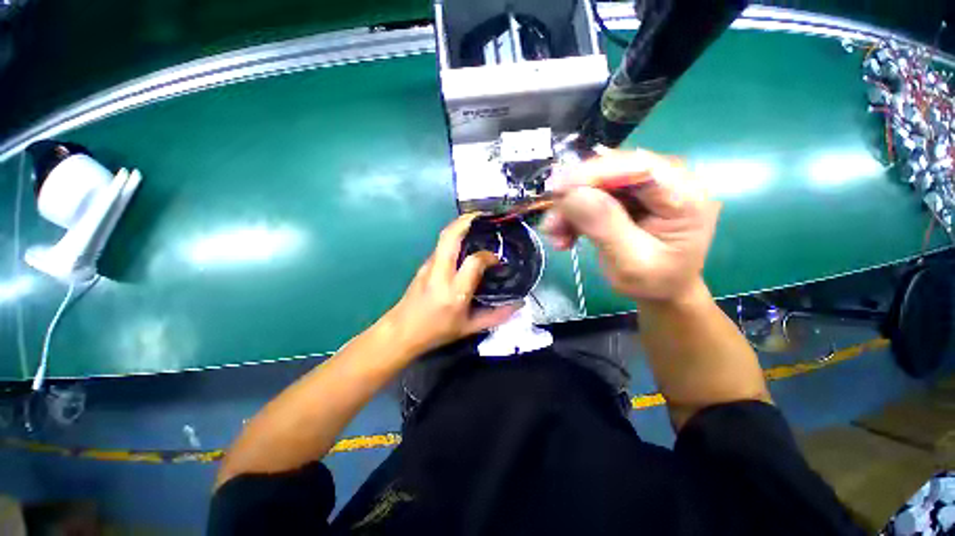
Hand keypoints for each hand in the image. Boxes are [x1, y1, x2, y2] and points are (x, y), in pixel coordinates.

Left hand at [382, 214, 520, 355]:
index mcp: (454, 291)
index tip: (497, 260)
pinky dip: (454, 237)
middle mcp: (440, 274)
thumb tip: (518, 304)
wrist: (401, 331)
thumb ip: (496, 316)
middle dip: (467, 221)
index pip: (474, 262)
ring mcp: (428, 266)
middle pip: (450, 237)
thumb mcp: (469, 328)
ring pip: (444, 238)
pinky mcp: (423, 265)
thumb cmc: (436, 331)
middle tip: (485, 216)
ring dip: (460, 226)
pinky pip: (441, 246)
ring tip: (477, 224)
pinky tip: (465, 242)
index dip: (488, 256)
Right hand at [541, 148, 719, 303]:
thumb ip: (605, 226)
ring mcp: (644, 187)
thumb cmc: (654, 282)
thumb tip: (571, 193)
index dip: (594, 174)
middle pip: (610, 172)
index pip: (638, 167)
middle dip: (574, 197)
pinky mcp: (626, 196)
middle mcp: (667, 181)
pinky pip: (590, 197)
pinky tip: (564, 236)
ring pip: (594, 184)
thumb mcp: (630, 262)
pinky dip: (572, 215)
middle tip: (550, 225)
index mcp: (685, 196)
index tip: (558, 189)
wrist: (661, 290)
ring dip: (569, 210)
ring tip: (555, 236)